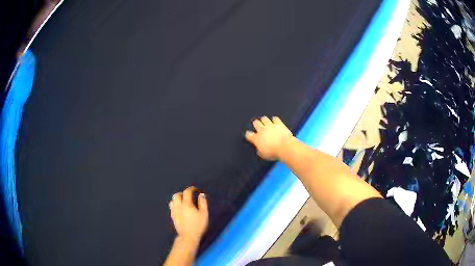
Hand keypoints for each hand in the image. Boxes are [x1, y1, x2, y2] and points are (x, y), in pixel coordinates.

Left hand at [169, 187, 208, 243]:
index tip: (195, 189)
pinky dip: (175, 204)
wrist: (188, 236)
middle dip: (182, 193)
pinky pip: (171, 207)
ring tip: (182, 201)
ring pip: (172, 200)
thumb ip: (203, 203)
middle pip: (177, 195)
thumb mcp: (204, 214)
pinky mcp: (172, 217)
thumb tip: (201, 194)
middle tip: (188, 195)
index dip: (191, 189)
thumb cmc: (198, 225)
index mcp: (187, 204)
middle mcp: (178, 206)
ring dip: (177, 198)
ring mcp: (174, 211)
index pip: (187, 192)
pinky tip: (179, 208)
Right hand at [245, 116, 293, 159]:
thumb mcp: (263, 155)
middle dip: (256, 124)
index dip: (249, 135)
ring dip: (264, 120)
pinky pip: (275, 119)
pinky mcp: (278, 123)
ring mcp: (270, 125)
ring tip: (266, 122)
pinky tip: (275, 122)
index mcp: (256, 138)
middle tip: (258, 126)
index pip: (249, 134)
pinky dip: (275, 120)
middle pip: (256, 123)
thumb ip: (260, 150)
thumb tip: (259, 149)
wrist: (284, 147)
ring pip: (264, 119)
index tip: (250, 136)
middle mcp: (262, 130)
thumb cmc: (273, 153)